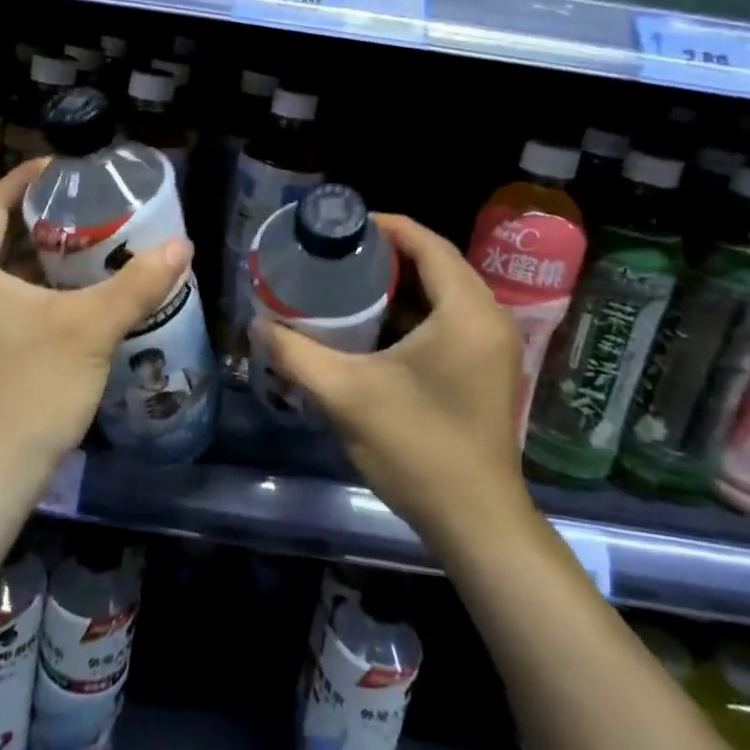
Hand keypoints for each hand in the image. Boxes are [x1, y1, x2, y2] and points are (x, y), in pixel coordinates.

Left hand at [0, 159, 192, 492]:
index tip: (61, 167)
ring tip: (81, 243)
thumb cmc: (33, 389)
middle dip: (35, 219)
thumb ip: (137, 284)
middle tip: (82, 207)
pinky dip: (25, 288)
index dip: (24, 180)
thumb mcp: (92, 329)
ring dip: (32, 257)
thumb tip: (182, 245)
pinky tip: (64, 295)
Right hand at [252, 213, 528, 543]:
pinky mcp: (487, 370)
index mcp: (466, 311)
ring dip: (398, 286)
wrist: (475, 522)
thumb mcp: (345, 395)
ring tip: (345, 285)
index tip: (338, 227)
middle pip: (436, 264)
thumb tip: (257, 324)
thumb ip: (296, 353)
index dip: (382, 226)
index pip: (426, 243)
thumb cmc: (416, 448)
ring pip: (443, 295)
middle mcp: (488, 319)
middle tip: (334, 256)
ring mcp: (492, 347)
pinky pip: (449, 321)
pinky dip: (413, 314)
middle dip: (385, 256)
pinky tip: (372, 328)